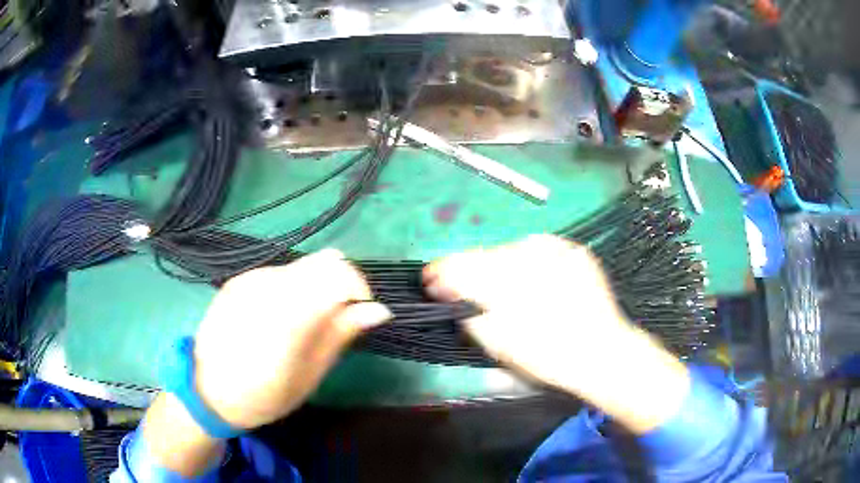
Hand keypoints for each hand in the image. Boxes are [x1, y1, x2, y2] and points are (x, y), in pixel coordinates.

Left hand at [193, 249, 391, 428]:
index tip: (360, 311)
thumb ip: (340, 335)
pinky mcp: (237, 279)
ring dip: (316, 286)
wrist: (207, 391)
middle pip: (323, 262)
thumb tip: (379, 310)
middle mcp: (267, 287)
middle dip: (340, 284)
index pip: (338, 273)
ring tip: (305, 322)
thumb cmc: (263, 395)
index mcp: (287, 318)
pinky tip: (280, 316)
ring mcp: (249, 279)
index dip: (359, 286)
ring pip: (302, 265)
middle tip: (337, 317)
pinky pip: (279, 272)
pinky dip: (293, 287)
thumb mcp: (309, 375)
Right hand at [423, 235, 689, 433]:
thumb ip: (465, 310)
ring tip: (512, 292)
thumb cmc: (546, 355)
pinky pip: (541, 252)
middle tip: (472, 293)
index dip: (440, 273)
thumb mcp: (497, 342)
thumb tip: (442, 288)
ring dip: (504, 268)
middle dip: (472, 273)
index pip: (458, 265)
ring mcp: (554, 248)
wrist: (602, 351)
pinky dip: (533, 266)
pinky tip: (539, 285)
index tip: (431, 282)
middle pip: (484, 256)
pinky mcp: (573, 250)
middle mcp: (526, 252)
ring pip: (512, 251)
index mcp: (502, 278)